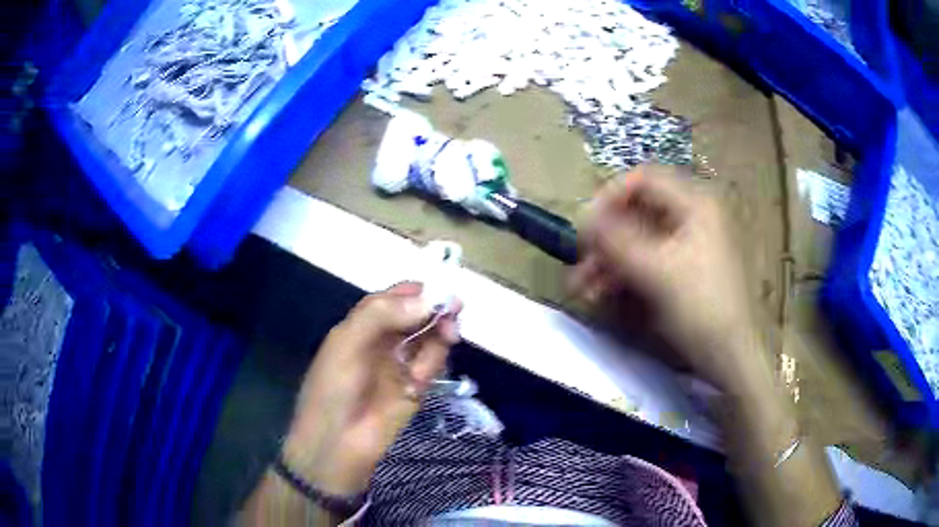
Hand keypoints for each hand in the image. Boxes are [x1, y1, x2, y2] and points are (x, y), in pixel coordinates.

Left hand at [281, 283, 460, 495]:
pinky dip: (432, 364)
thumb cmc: (334, 388)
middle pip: (417, 316)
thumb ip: (382, 314)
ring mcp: (400, 364)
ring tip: (441, 345)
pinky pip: (431, 365)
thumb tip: (428, 300)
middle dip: (435, 312)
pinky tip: (419, 380)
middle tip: (453, 315)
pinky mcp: (415, 387)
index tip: (440, 292)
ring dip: (437, 338)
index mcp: (362, 325)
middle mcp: (383, 340)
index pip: (394, 298)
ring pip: (429, 339)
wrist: (337, 443)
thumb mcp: (347, 343)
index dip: (416, 292)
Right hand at [571, 165, 756, 388]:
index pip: (643, 179)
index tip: (584, 228)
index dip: (608, 197)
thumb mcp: (657, 272)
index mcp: (696, 202)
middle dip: (605, 237)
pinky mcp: (687, 267)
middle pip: (639, 211)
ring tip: (583, 287)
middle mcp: (694, 214)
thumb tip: (582, 217)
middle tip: (580, 263)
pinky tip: (603, 293)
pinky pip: (650, 258)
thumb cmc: (702, 308)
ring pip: (641, 238)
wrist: (733, 357)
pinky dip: (626, 272)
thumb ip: (616, 239)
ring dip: (610, 259)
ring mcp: (692, 242)